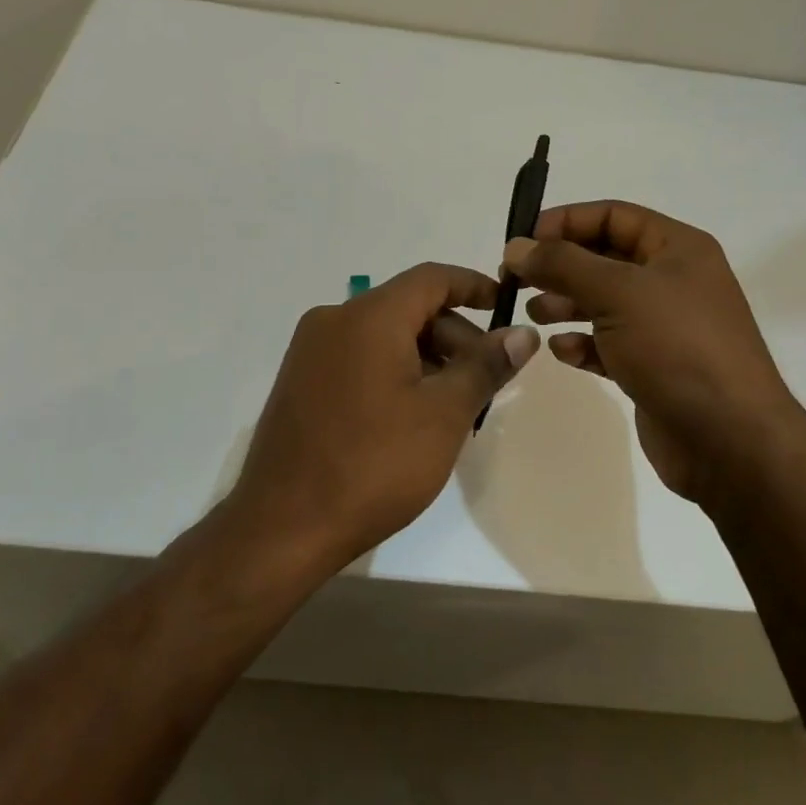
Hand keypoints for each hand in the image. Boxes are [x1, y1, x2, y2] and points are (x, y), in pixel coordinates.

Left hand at [226, 262, 539, 574]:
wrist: (282, 526)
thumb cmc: (374, 464)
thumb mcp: (444, 414)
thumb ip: (485, 366)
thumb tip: (522, 333)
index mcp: (368, 316)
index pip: (432, 278)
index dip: (474, 286)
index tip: (505, 306)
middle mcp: (333, 320)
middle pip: (407, 308)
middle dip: (453, 336)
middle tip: (484, 381)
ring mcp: (310, 352)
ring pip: (383, 335)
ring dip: (425, 357)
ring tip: (452, 406)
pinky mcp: (299, 382)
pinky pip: (358, 358)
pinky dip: (393, 371)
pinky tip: (411, 416)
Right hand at [505, 202, 805, 507]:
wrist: (729, 440)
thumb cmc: (677, 348)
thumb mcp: (618, 293)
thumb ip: (563, 264)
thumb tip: (517, 246)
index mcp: (678, 249)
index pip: (613, 216)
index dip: (565, 221)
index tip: (522, 240)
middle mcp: (672, 281)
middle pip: (604, 259)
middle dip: (559, 266)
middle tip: (515, 281)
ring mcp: (664, 326)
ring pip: (603, 302)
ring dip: (565, 304)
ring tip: (533, 315)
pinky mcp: (653, 366)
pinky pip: (608, 344)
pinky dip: (583, 343)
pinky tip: (563, 352)